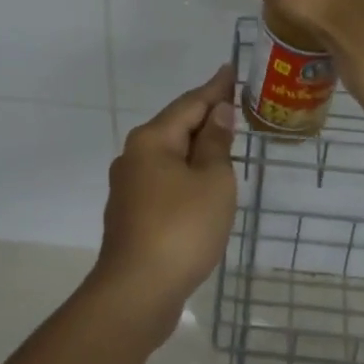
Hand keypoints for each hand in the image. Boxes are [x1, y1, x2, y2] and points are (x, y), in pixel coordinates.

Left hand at [88, 65, 237, 347]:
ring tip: (224, 140)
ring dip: (196, 147)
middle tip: (235, 104)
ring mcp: (129, 186)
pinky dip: (187, 173)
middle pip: (176, 126)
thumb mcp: (212, 181)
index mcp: (152, 140)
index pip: (190, 103)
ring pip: (169, 155)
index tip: (230, 69)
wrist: (136, 293)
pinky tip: (202, 183)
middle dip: (205, 116)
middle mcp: (134, 156)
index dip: (215, 88)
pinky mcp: (132, 214)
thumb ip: (215, 143)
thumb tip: (218, 112)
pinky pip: (165, 180)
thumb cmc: (181, 229)